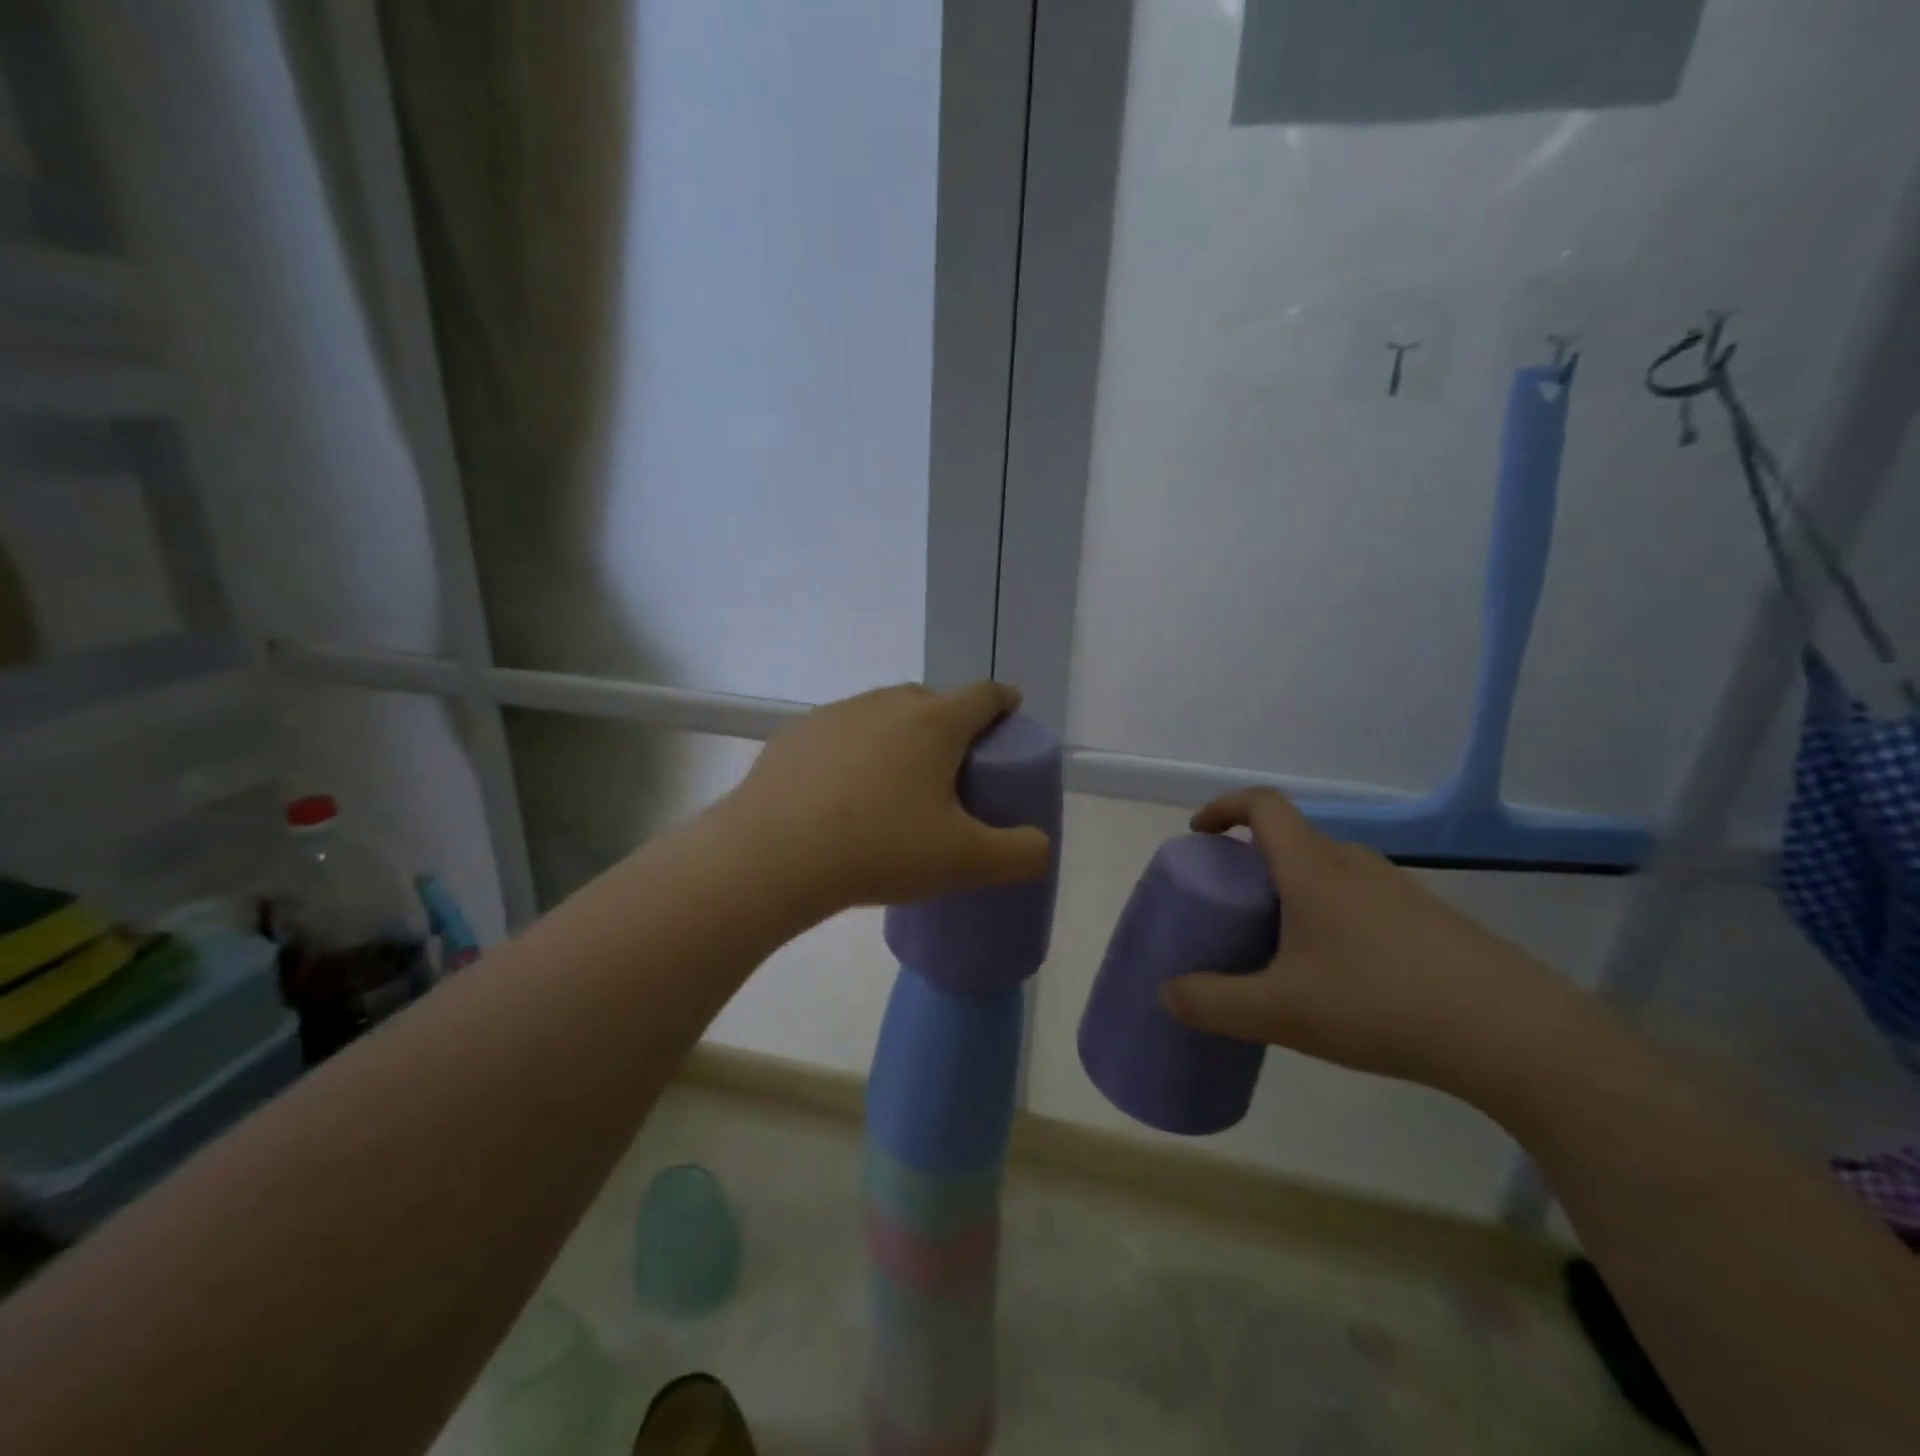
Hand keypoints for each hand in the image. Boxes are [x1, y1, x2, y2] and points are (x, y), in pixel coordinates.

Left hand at [719, 682, 1051, 913]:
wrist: (773, 855)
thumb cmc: (880, 848)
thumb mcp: (964, 861)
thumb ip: (1019, 854)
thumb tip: (1041, 846)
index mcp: (935, 723)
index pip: (985, 695)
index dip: (1004, 703)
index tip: (1010, 717)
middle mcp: (887, 703)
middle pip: (934, 701)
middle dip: (951, 724)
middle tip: (953, 768)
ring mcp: (837, 713)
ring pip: (884, 714)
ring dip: (900, 736)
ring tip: (896, 783)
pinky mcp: (796, 733)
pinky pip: (841, 733)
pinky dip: (855, 751)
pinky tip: (843, 793)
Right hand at [1160, 789, 1588, 1098]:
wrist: (1513, 1034)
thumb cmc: (1380, 1004)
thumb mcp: (1280, 1011)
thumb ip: (1214, 1003)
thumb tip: (1167, 993)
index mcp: (1312, 868)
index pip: (1263, 805)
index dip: (1224, 807)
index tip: (1199, 834)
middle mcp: (1354, 865)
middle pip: (1294, 839)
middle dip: (1253, 860)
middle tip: (1233, 904)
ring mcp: (1398, 890)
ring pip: (1329, 871)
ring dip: (1294, 889)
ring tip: (1280, 943)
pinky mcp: (1430, 920)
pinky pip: (1361, 898)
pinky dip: (1331, 914)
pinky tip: (1338, 975)